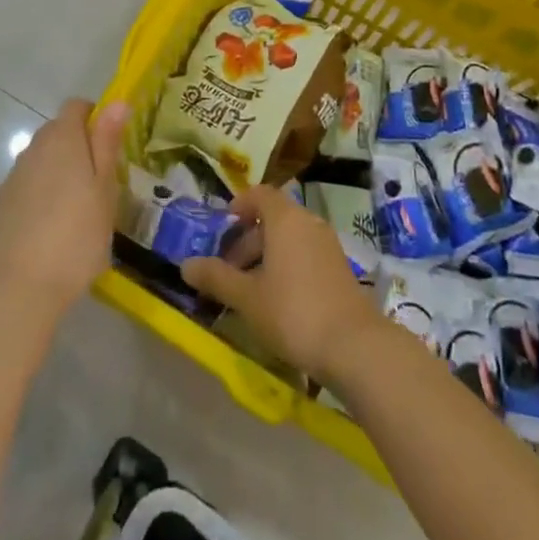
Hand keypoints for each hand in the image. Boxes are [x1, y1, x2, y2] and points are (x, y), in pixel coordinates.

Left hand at [0, 99, 128, 322]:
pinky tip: (53, 227)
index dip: (95, 116)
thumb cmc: (75, 236)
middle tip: (101, 180)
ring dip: (60, 170)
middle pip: (58, 131)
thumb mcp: (104, 189)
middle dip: (79, 145)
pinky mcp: (1, 205)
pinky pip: (29, 184)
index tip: (111, 144)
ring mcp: (14, 177)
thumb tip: (117, 101)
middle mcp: (34, 149)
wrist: (17, 290)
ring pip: (43, 159)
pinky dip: (43, 194)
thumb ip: (108, 142)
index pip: (76, 106)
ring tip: (79, 207)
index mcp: (62, 138)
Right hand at [180, 183, 383, 384]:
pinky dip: (286, 266)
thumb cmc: (293, 312)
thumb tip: (185, 265)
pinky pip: (304, 253)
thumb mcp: (247, 297)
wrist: (354, 345)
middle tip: (228, 270)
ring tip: (249, 290)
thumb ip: (216, 278)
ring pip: (289, 238)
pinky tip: (276, 301)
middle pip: (273, 218)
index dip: (239, 205)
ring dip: (266, 255)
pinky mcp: (338, 267)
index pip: (259, 194)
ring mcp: (327, 244)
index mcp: (285, 218)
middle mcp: (308, 222)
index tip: (222, 228)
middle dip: (247, 240)